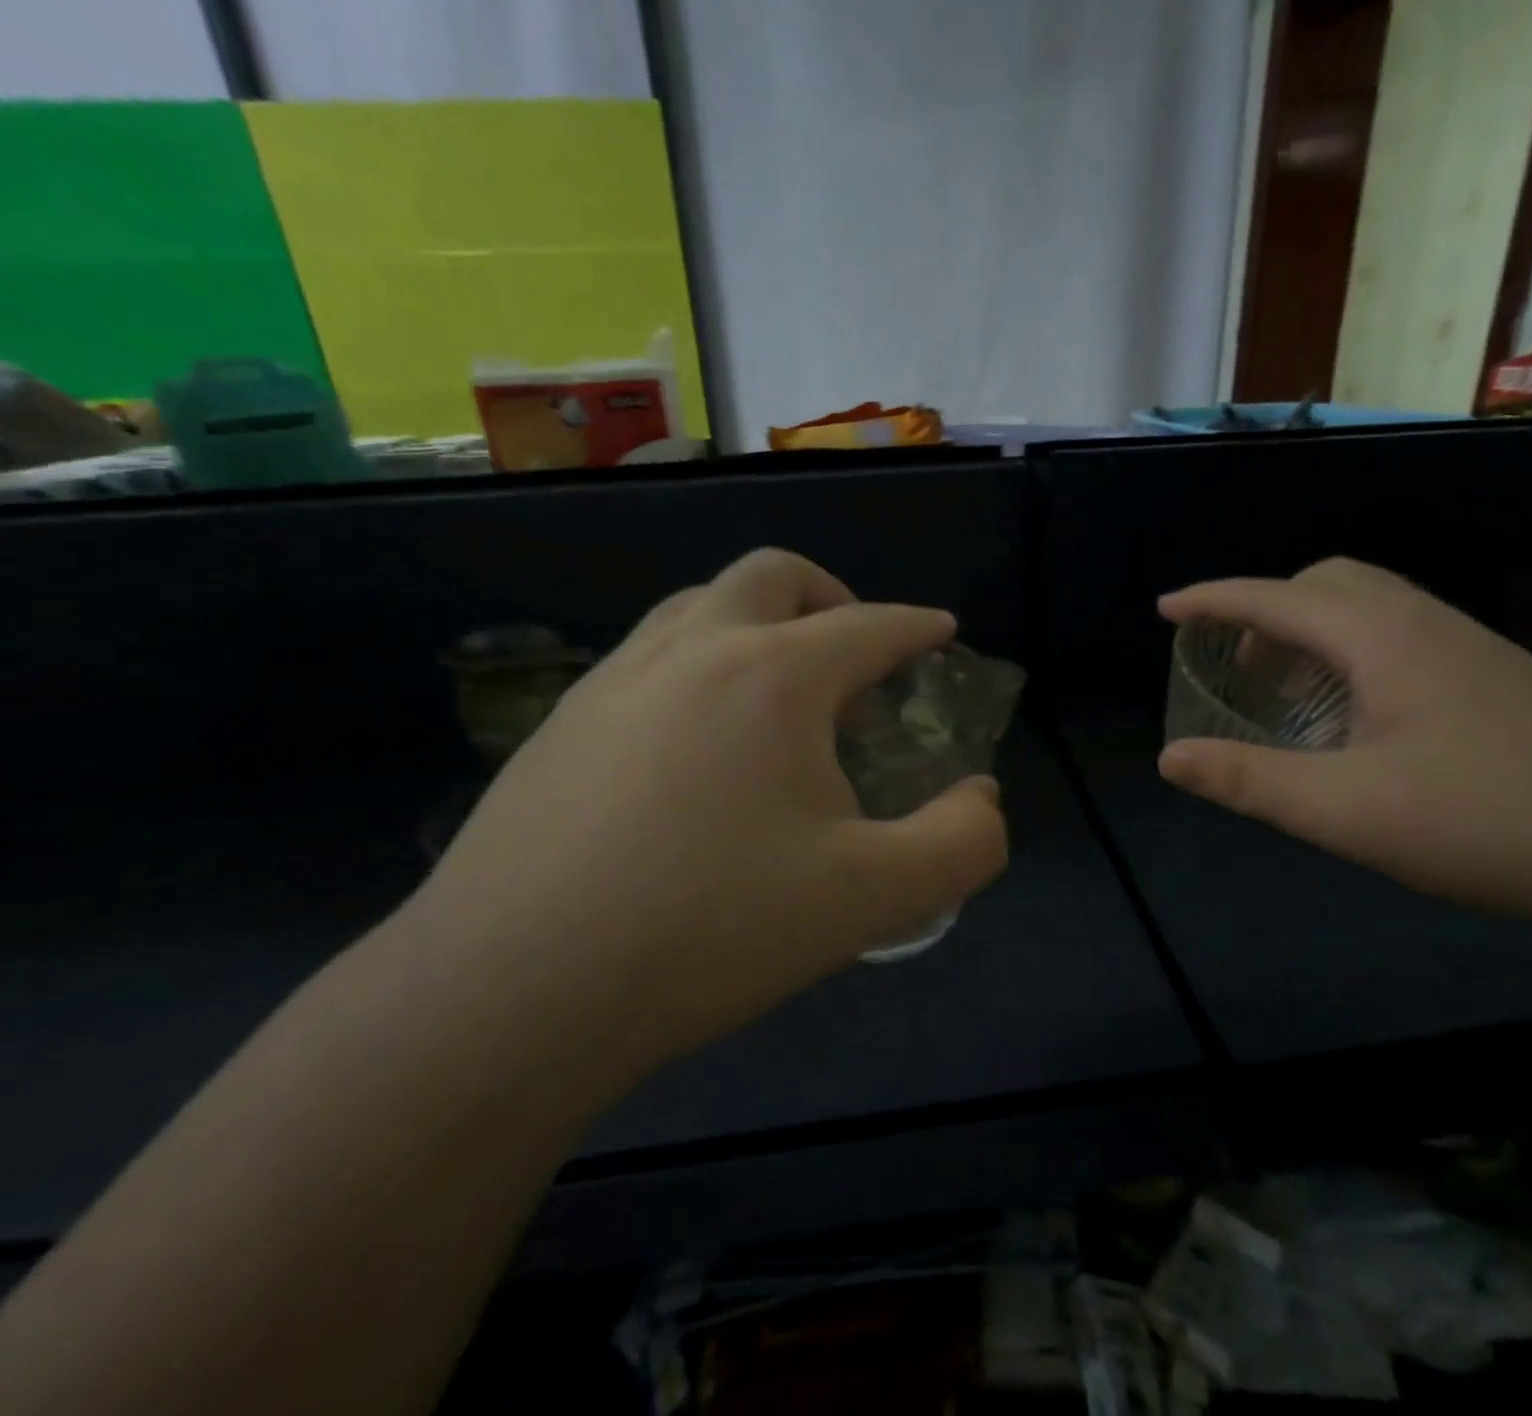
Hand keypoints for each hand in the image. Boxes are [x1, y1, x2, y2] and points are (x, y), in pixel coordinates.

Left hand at [399, 549, 1008, 1101]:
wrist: (512, 992)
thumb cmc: (712, 931)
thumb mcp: (873, 899)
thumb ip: (961, 842)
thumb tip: (982, 796)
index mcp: (774, 676)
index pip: (870, 626)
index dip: (916, 627)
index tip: (941, 633)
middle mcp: (693, 650)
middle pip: (775, 576)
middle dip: (833, 597)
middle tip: (856, 653)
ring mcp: (615, 679)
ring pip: (700, 605)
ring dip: (757, 623)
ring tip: (781, 692)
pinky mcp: (561, 723)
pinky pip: (649, 658)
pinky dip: (697, 666)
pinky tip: (696, 744)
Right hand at [1157, 558, 1531, 933]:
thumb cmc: (1485, 821)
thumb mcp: (1345, 810)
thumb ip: (1249, 781)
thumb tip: (1169, 758)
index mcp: (1378, 638)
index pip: (1273, 599)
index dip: (1211, 600)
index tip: (1166, 608)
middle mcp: (1421, 622)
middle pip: (1323, 583)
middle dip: (1264, 609)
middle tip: (1234, 663)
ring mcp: (1466, 645)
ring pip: (1367, 605)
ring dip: (1309, 630)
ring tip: (1285, 689)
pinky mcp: (1494, 675)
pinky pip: (1397, 633)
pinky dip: (1349, 650)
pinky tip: (1355, 712)